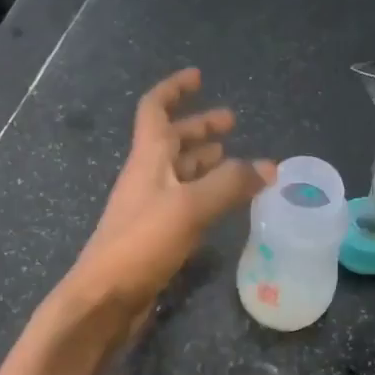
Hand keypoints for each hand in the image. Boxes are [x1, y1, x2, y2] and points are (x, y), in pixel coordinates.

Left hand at [62, 68, 274, 318]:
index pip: (155, 109)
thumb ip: (231, 184)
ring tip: (235, 159)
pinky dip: (206, 194)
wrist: (105, 298)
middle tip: (232, 122)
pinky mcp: (156, 235)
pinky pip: (185, 202)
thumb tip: (270, 167)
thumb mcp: (190, 206)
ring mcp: (150, 206)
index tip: (199, 77)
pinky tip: (225, 203)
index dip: (175, 89)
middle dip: (200, 127)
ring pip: (180, 172)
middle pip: (172, 140)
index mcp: (148, 158)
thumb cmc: (142, 242)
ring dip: (205, 160)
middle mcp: (147, 176)